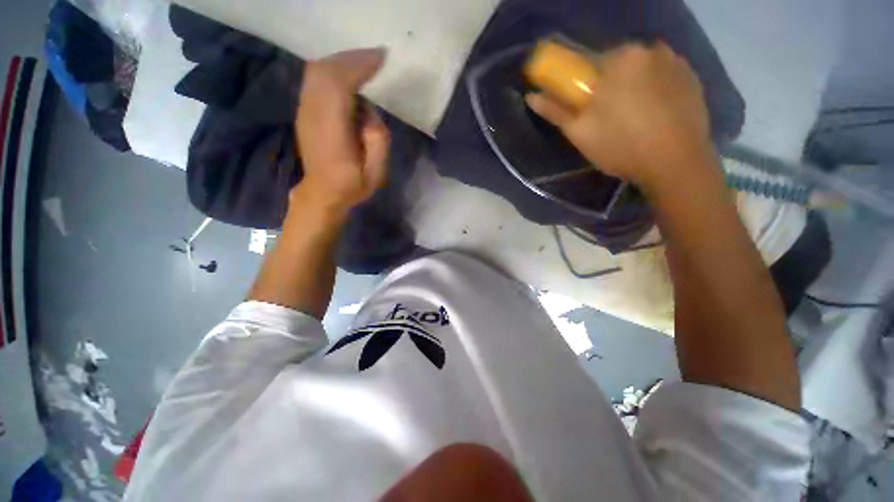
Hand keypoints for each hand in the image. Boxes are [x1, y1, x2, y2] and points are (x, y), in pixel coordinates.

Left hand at [293, 48, 390, 215]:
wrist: (323, 192)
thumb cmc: (352, 186)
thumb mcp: (376, 173)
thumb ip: (378, 140)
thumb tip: (369, 112)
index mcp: (332, 134)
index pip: (339, 85)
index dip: (359, 66)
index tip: (381, 59)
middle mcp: (313, 115)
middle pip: (324, 70)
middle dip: (352, 58)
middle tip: (376, 58)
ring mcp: (304, 111)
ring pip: (317, 71)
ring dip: (341, 62)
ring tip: (365, 64)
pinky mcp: (304, 111)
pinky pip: (315, 80)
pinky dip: (332, 70)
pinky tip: (349, 77)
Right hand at [526, 42, 712, 192]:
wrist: (675, 163)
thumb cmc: (620, 147)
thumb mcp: (580, 133)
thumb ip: (555, 111)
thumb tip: (530, 96)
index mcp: (619, 59)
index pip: (590, 63)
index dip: (585, 86)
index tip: (586, 107)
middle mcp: (649, 49)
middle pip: (618, 64)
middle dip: (610, 85)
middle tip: (609, 116)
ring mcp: (675, 60)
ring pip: (641, 69)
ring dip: (632, 85)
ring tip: (633, 117)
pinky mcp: (693, 76)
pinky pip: (663, 75)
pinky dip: (654, 88)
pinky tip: (654, 113)